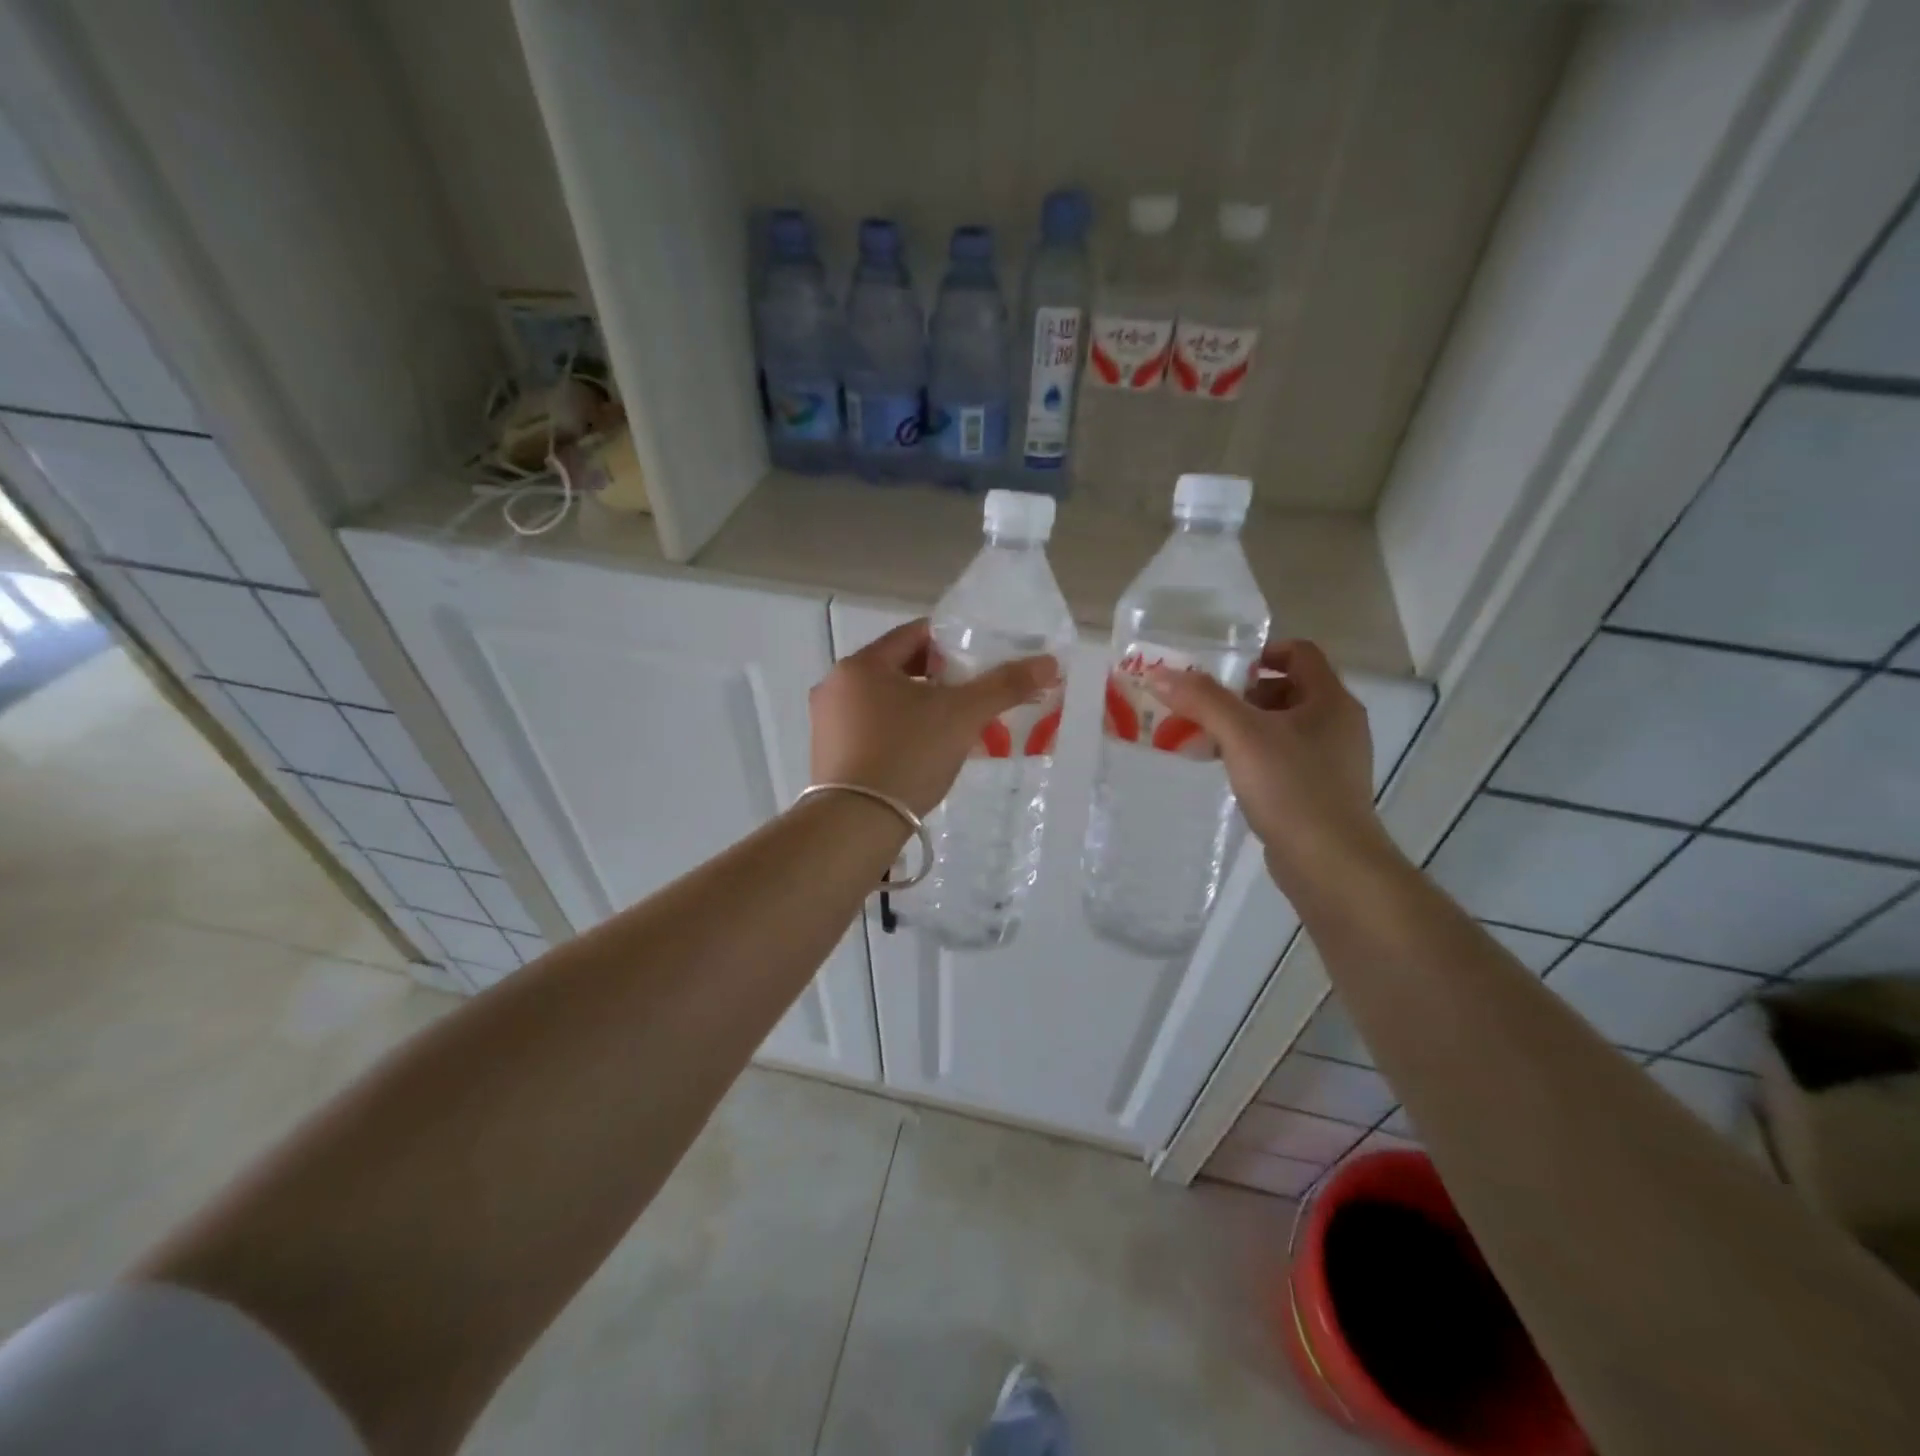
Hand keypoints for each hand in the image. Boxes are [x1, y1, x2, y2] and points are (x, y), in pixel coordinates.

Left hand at [809, 619, 1059, 815]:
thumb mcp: (962, 715)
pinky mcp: (827, 755)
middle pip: (898, 669)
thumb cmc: (908, 754)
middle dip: (938, 680)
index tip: (980, 660)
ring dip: (919, 707)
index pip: (914, 635)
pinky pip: (871, 729)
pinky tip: (923, 753)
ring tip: (953, 727)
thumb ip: (1005, 685)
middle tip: (972, 696)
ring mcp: (827, 723)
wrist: (856, 823)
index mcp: (861, 664)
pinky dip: (899, 732)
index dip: (952, 643)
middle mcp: (836, 685)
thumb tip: (1049, 661)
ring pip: (884, 701)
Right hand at [1145, 640, 1386, 881]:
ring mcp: (1333, 760)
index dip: (1261, 652)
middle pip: (1288, 689)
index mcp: (1330, 700)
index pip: (1299, 653)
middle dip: (1244, 693)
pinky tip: (1229, 772)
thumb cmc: (1291, 788)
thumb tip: (1160, 673)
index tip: (1222, 670)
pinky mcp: (1321, 791)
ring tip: (1208, 739)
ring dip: (1246, 726)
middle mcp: (1338, 724)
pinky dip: (1256, 755)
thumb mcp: (1241, 736)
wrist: (1329, 863)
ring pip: (1284, 726)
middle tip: (1205, 706)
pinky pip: (1284, 758)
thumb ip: (1202, 700)